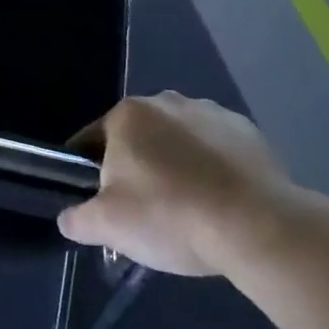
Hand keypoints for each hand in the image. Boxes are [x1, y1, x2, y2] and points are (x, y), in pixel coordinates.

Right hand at [59, 92, 294, 276]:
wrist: (258, 226)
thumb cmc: (171, 216)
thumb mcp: (108, 226)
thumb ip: (78, 219)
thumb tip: (69, 218)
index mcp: (127, 115)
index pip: (92, 141)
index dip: (89, 174)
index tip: (99, 204)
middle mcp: (166, 101)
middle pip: (138, 139)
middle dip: (136, 169)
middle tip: (144, 213)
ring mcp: (211, 112)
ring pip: (178, 142)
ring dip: (175, 167)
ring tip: (187, 212)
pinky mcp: (248, 132)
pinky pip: (216, 150)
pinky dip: (212, 170)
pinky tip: (219, 204)